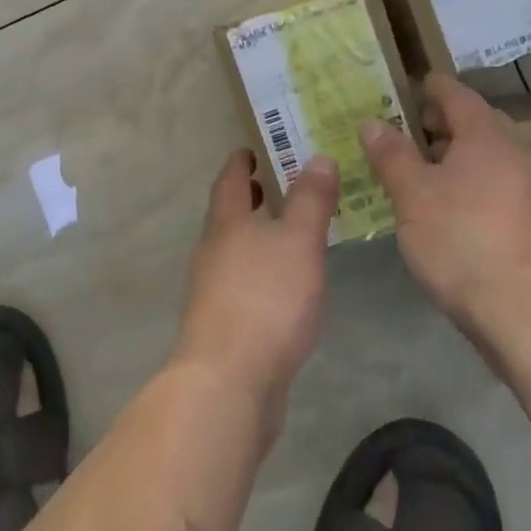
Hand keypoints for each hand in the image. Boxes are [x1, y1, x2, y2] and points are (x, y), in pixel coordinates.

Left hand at [174, 148, 336, 420]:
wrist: (229, 380)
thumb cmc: (266, 299)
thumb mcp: (298, 241)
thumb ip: (310, 200)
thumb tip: (317, 156)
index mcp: (227, 223)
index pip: (230, 180)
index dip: (240, 162)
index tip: (251, 149)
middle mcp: (213, 250)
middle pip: (228, 214)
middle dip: (249, 198)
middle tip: (273, 184)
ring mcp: (214, 289)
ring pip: (234, 249)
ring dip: (255, 235)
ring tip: (287, 233)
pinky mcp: (224, 323)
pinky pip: (242, 282)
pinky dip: (260, 270)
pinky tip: (284, 286)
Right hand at [358, 74, 530, 352]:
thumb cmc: (464, 242)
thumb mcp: (412, 196)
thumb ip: (391, 156)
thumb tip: (373, 122)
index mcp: (487, 137)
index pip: (457, 95)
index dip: (432, 87)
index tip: (412, 84)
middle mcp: (518, 156)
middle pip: (478, 126)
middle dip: (442, 125)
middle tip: (407, 132)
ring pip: (490, 161)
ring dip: (457, 160)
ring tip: (420, 176)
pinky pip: (499, 190)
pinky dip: (472, 188)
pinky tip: (449, 214)